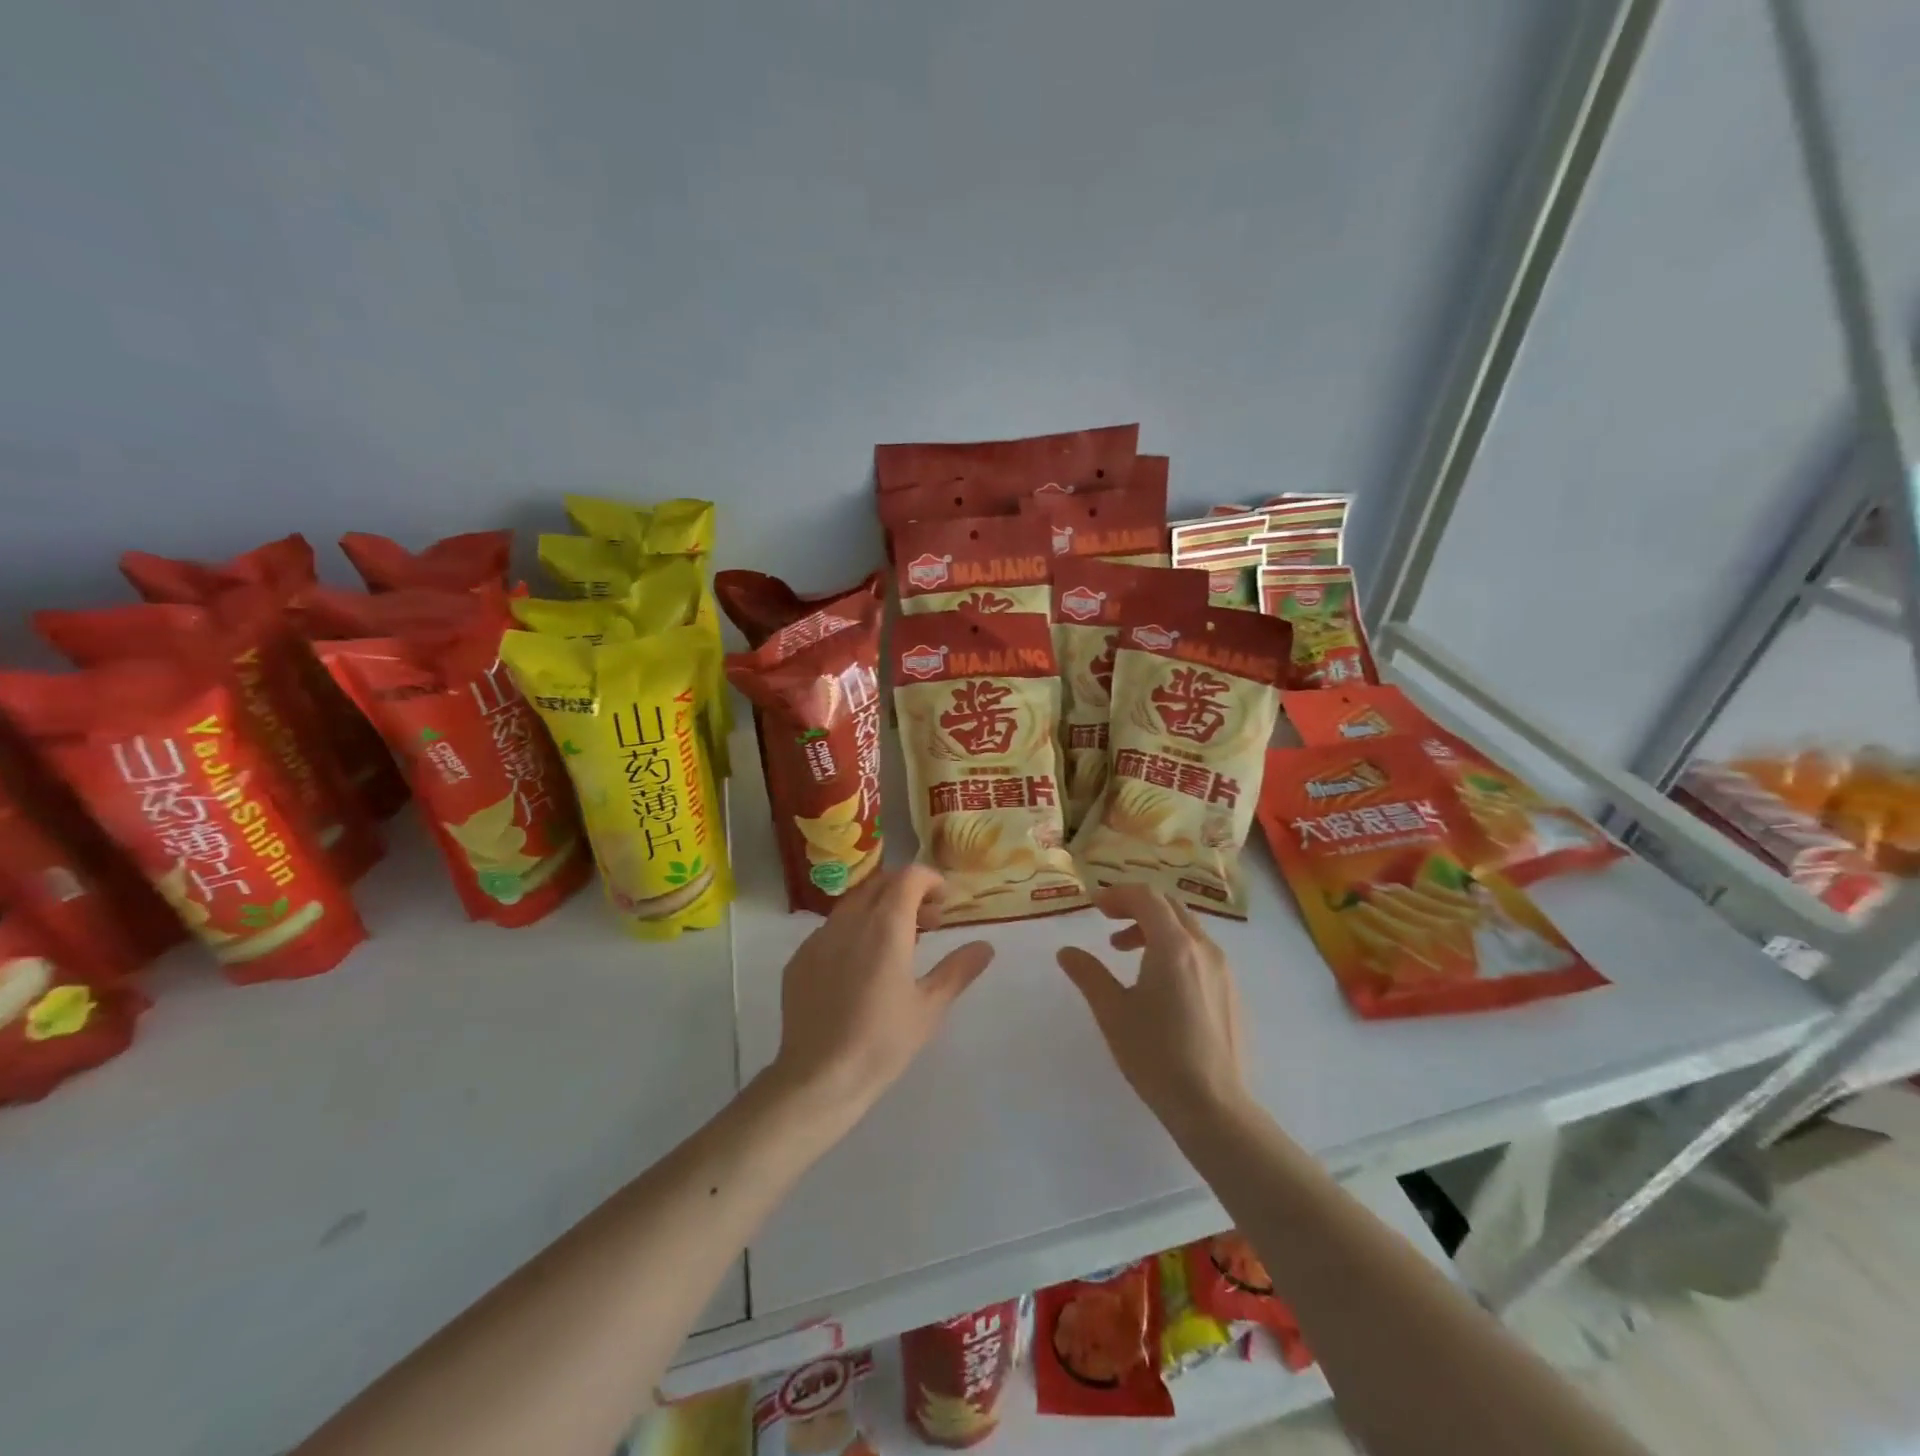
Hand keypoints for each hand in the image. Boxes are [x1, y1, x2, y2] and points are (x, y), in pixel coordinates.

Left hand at [769, 865, 994, 1120]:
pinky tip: (861, 968)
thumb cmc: (882, 1042)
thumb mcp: (930, 1007)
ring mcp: (818, 938)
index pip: (908, 877)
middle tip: (928, 922)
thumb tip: (985, 946)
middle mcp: (849, 921)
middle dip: (907, 891)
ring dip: (880, 909)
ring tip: (897, 944)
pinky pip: (831, 929)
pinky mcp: (799, 959)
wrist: (819, 1078)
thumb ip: (958, 969)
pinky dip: (854, 931)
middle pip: (880, 883)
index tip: (944, 903)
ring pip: (853, 903)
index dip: (930, 880)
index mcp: (885, 927)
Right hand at [1057, 884, 1249, 1128]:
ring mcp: (1224, 970)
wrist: (1214, 1107)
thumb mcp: (1113, 1012)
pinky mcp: (1232, 992)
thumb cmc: (1156, 1055)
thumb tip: (1066, 951)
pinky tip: (1159, 983)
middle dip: (1136, 907)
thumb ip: (1088, 974)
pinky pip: (1201, 952)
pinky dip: (1175, 948)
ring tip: (1126, 954)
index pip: (1147, 897)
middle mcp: (1204, 948)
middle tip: (1108, 923)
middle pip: (1170, 906)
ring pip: (1187, 929)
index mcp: (1174, 946)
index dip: (1118, 894)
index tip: (1094, 907)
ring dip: (1155, 928)